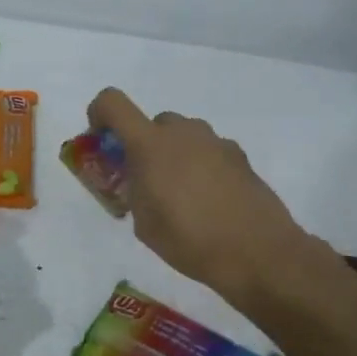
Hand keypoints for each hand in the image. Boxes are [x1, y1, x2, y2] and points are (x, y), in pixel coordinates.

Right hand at [88, 87, 328, 309]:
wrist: (257, 252)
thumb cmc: (189, 240)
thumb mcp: (144, 223)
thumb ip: (135, 192)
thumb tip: (142, 183)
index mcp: (150, 145)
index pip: (113, 103)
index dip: (99, 113)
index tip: (101, 139)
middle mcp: (183, 133)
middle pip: (153, 123)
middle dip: (144, 145)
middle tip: (146, 181)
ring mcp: (216, 142)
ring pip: (184, 137)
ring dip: (174, 155)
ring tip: (180, 196)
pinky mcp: (240, 156)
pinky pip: (208, 151)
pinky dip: (200, 167)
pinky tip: (209, 202)